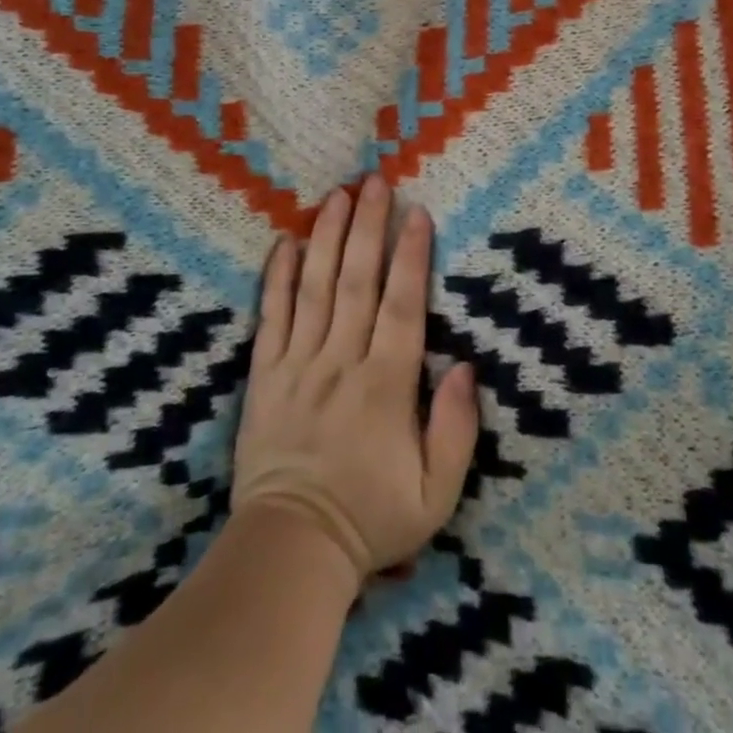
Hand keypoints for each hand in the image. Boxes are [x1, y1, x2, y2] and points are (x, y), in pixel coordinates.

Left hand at [231, 175, 478, 587]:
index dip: (411, 257)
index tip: (417, 214)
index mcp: (386, 385)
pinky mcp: (265, 376)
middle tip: (373, 181)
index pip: (402, 306)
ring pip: (315, 288)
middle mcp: (342, 362)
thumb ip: (456, 429)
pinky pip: (271, 318)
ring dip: (326, 238)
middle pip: (357, 282)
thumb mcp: (436, 493)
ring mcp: (299, 365)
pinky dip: (277, 279)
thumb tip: (467, 367)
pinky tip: (284, 243)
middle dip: (367, 228)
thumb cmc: (371, 518)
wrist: (291, 551)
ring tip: (335, 196)